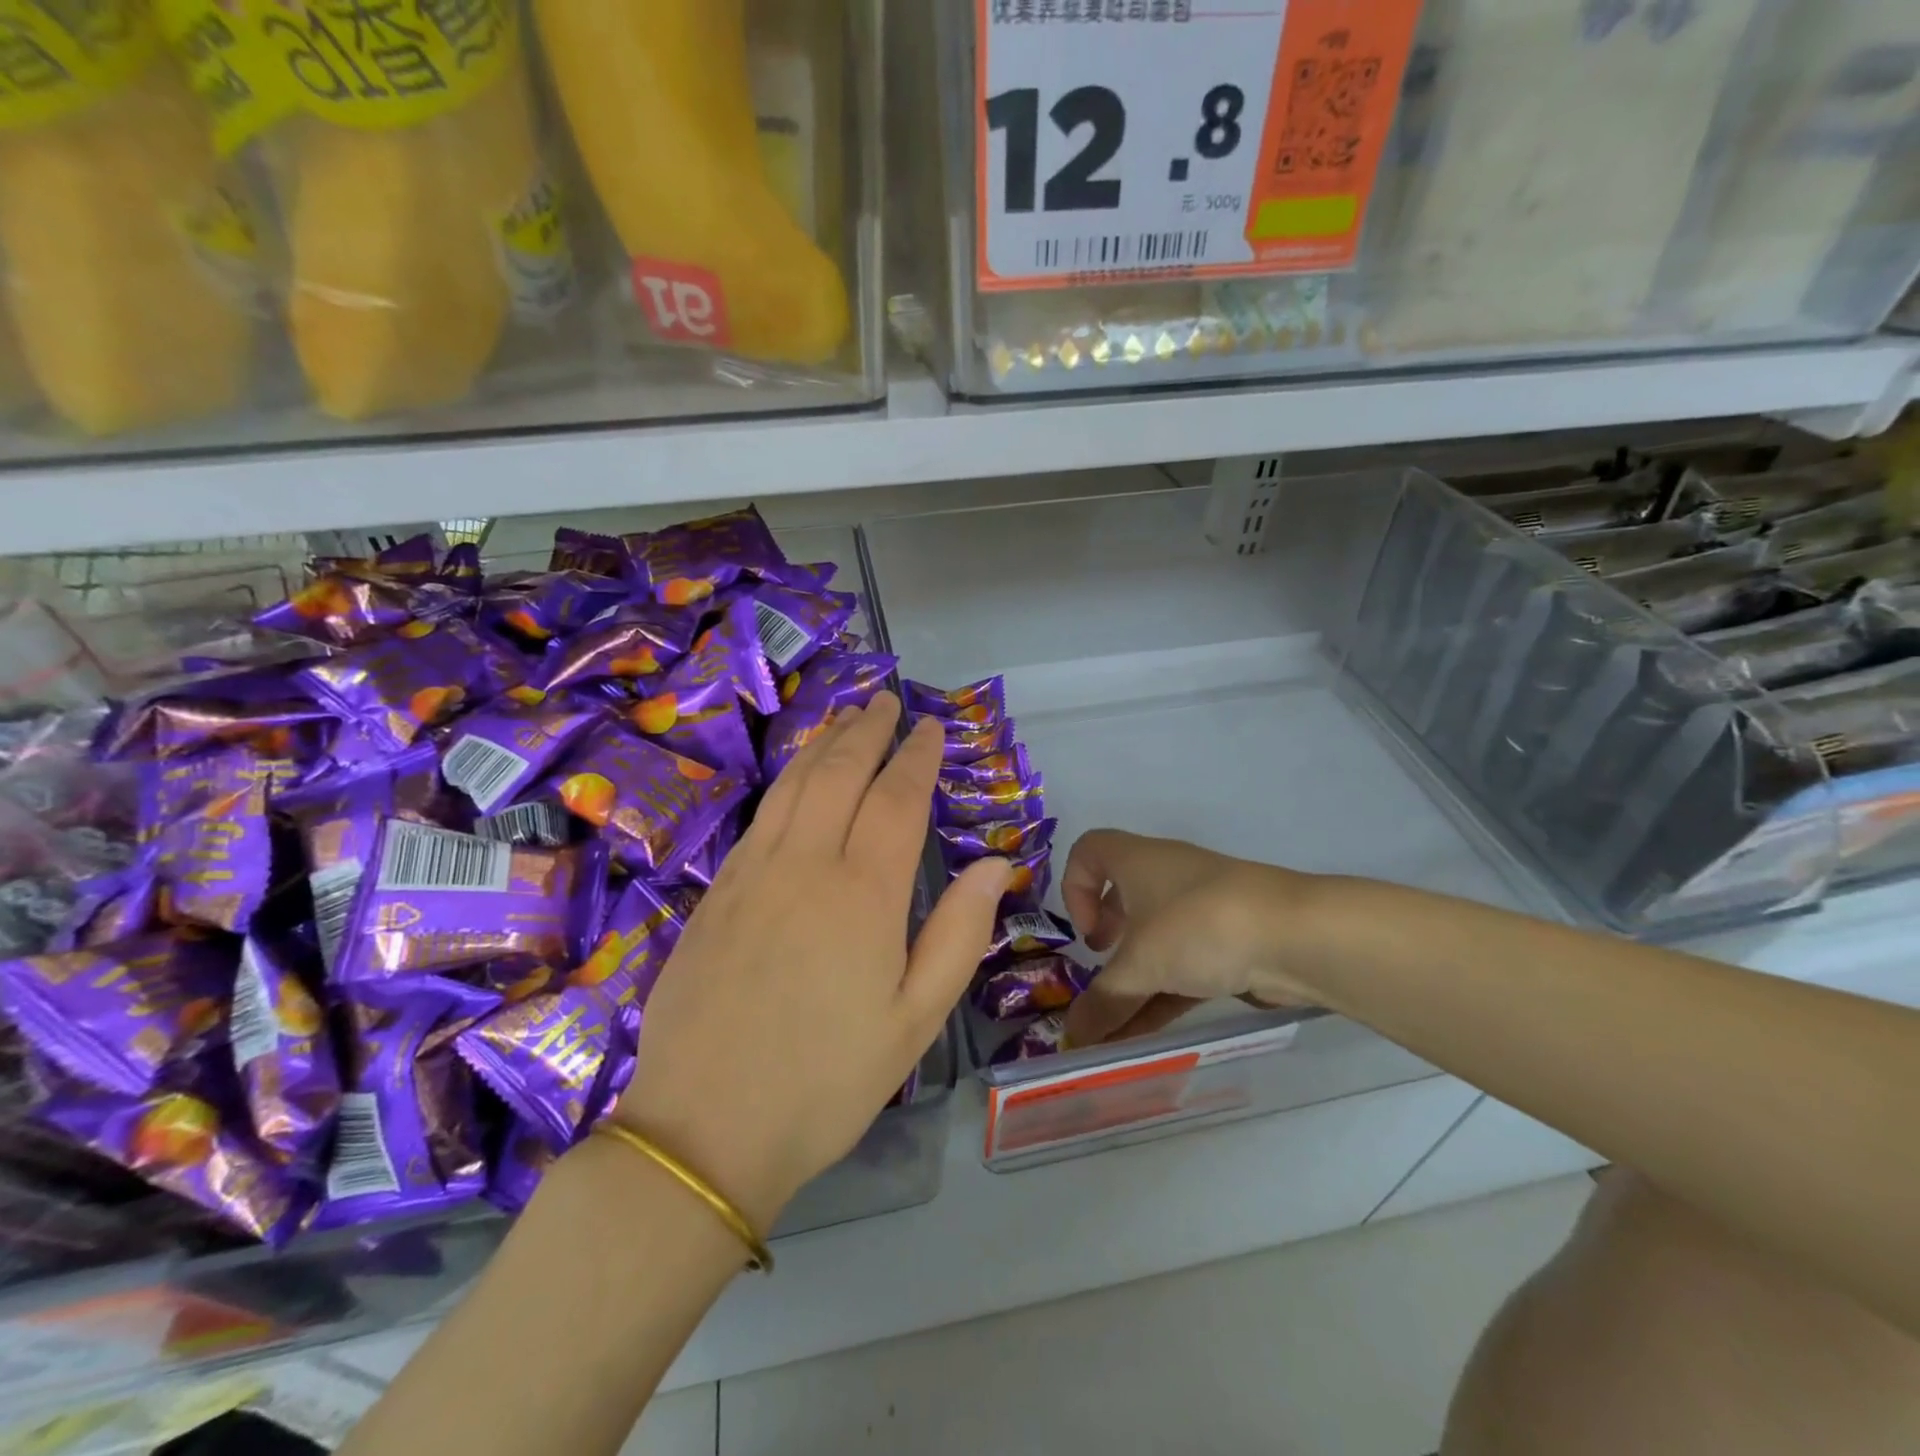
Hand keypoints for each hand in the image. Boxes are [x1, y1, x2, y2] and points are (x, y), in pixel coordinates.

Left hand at [613, 693, 1009, 1231]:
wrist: (703, 1130)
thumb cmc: (827, 1082)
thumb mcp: (915, 1021)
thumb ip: (959, 933)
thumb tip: (996, 863)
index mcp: (862, 894)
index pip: (897, 799)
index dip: (917, 757)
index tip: (932, 728)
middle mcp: (804, 865)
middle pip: (839, 774)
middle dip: (868, 731)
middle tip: (887, 702)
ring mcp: (751, 874)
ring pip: (793, 785)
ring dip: (824, 744)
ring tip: (846, 718)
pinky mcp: (716, 893)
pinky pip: (761, 816)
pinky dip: (786, 780)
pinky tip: (795, 778)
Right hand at [1061, 830, 1316, 1048]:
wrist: (1296, 936)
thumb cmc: (1198, 926)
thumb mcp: (1141, 964)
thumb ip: (1104, 1000)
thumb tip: (1073, 1034)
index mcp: (1137, 861)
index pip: (1089, 850)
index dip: (1074, 887)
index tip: (1088, 932)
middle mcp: (1166, 877)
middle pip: (1122, 898)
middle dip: (1106, 939)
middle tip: (1102, 969)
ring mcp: (1201, 910)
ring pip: (1154, 940)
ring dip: (1131, 982)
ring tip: (1113, 1030)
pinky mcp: (1229, 943)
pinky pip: (1182, 966)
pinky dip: (1161, 996)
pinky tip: (1144, 1037)